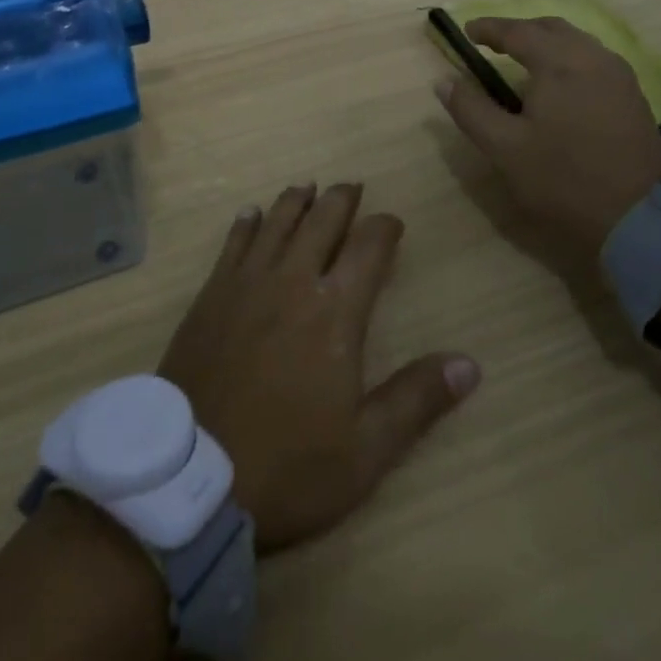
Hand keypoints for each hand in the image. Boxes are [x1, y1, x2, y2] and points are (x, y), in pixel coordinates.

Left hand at [157, 182, 480, 552]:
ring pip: (277, 221)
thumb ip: (416, 399)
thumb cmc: (288, 464)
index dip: (384, 228)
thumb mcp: (365, 450)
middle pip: (322, 220)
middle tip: (352, 187)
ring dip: (297, 200)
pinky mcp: (212, 293)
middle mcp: (292, 280)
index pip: (368, 248)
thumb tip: (470, 364)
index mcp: (335, 311)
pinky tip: (252, 213)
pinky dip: (248, 222)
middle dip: (341, 200)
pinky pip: (234, 242)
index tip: (393, 222)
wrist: (191, 474)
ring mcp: (247, 282)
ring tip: (309, 187)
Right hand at [433, 16, 660, 268]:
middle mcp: (592, 57)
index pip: (517, 31)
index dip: (488, 28)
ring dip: (546, 42)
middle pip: (550, 28)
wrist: (641, 219)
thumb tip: (444, 81)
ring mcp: (618, 76)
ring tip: (523, 60)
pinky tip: (560, 82)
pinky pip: (594, 59)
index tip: (466, 31)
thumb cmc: (564, 180)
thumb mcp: (504, 148)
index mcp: (559, 63)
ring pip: (576, 41)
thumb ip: (471, 109)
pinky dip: (568, 57)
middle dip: (519, 30)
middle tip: (493, 43)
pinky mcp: (633, 96)